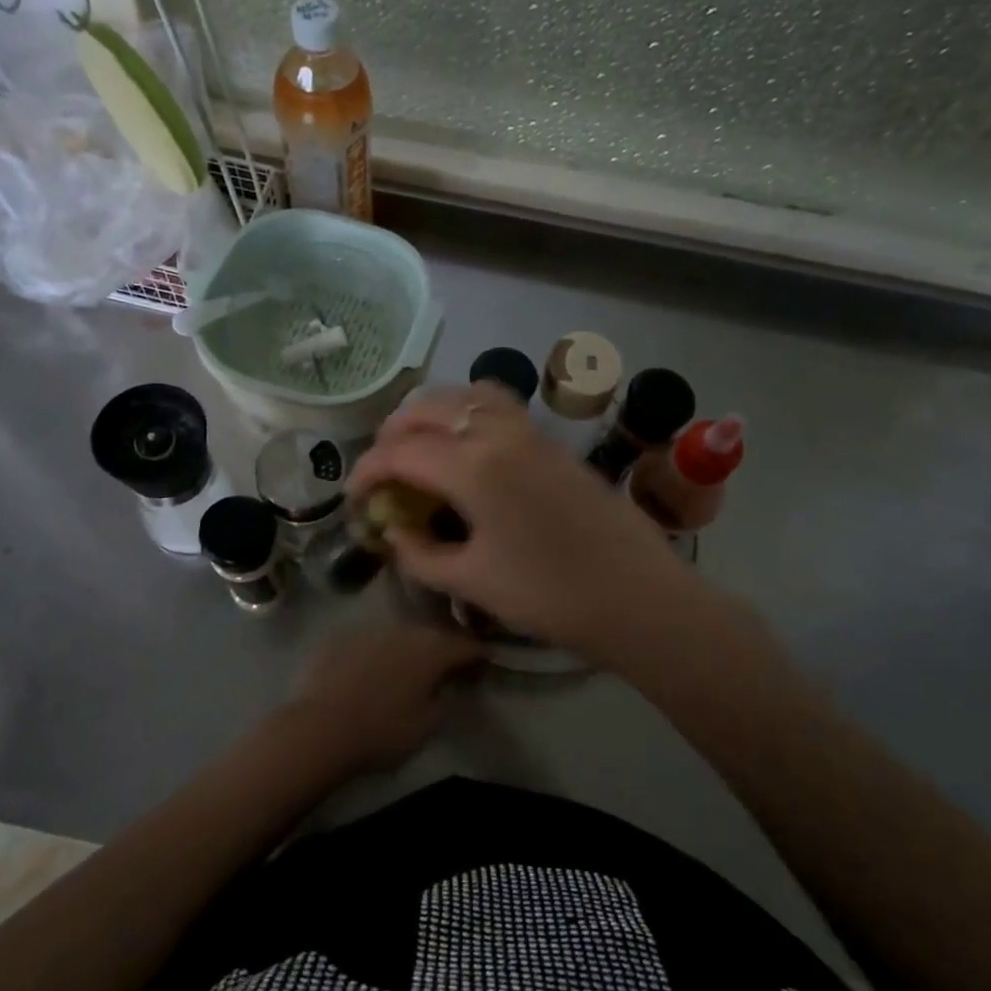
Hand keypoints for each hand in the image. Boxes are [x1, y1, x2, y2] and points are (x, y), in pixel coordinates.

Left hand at [282, 620, 482, 772]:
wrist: (320, 728)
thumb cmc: (382, 731)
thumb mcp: (427, 725)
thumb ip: (446, 698)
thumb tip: (450, 683)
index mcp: (431, 648)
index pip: (466, 644)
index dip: (479, 654)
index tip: (485, 665)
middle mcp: (403, 628)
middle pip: (432, 633)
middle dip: (442, 647)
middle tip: (446, 667)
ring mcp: (369, 628)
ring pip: (398, 634)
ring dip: (407, 648)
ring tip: (406, 670)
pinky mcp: (340, 636)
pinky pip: (368, 642)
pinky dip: (375, 653)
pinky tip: (369, 673)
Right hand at [348, 385, 696, 657]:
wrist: (636, 596)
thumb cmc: (549, 595)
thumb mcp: (471, 582)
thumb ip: (420, 553)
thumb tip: (395, 531)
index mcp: (472, 467)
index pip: (400, 451)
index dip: (367, 470)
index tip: (354, 496)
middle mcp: (498, 433)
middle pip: (429, 408)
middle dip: (393, 433)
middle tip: (382, 470)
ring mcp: (530, 430)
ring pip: (465, 395)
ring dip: (432, 412)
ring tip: (418, 445)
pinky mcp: (552, 441)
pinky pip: (498, 405)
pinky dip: (467, 410)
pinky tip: (466, 444)